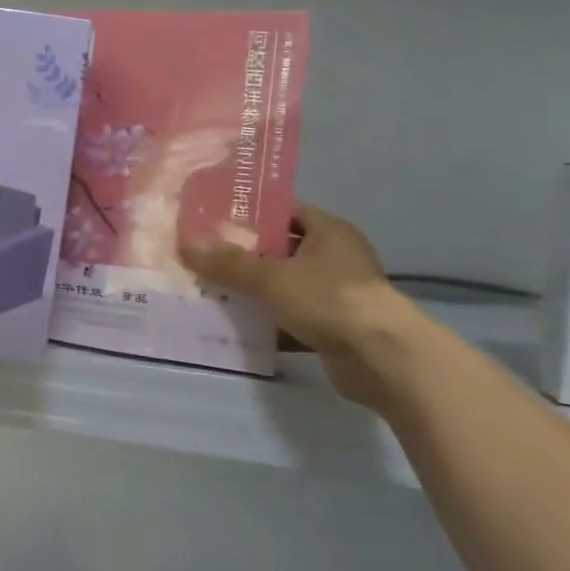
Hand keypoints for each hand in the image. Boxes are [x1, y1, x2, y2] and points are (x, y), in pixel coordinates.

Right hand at [180, 205, 421, 410]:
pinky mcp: (332, 327)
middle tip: (203, 258)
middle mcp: (335, 258)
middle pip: (280, 251)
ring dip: (253, 292)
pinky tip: (235, 327)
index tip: (214, 222)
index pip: (285, 212)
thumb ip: (229, 263)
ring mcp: (335, 295)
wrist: (381, 358)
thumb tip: (187, 245)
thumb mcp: (272, 277)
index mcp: (329, 232)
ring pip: (284, 287)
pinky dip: (267, 323)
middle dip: (243, 256)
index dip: (251, 215)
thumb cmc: (329, 300)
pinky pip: (290, 318)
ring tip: (210, 291)